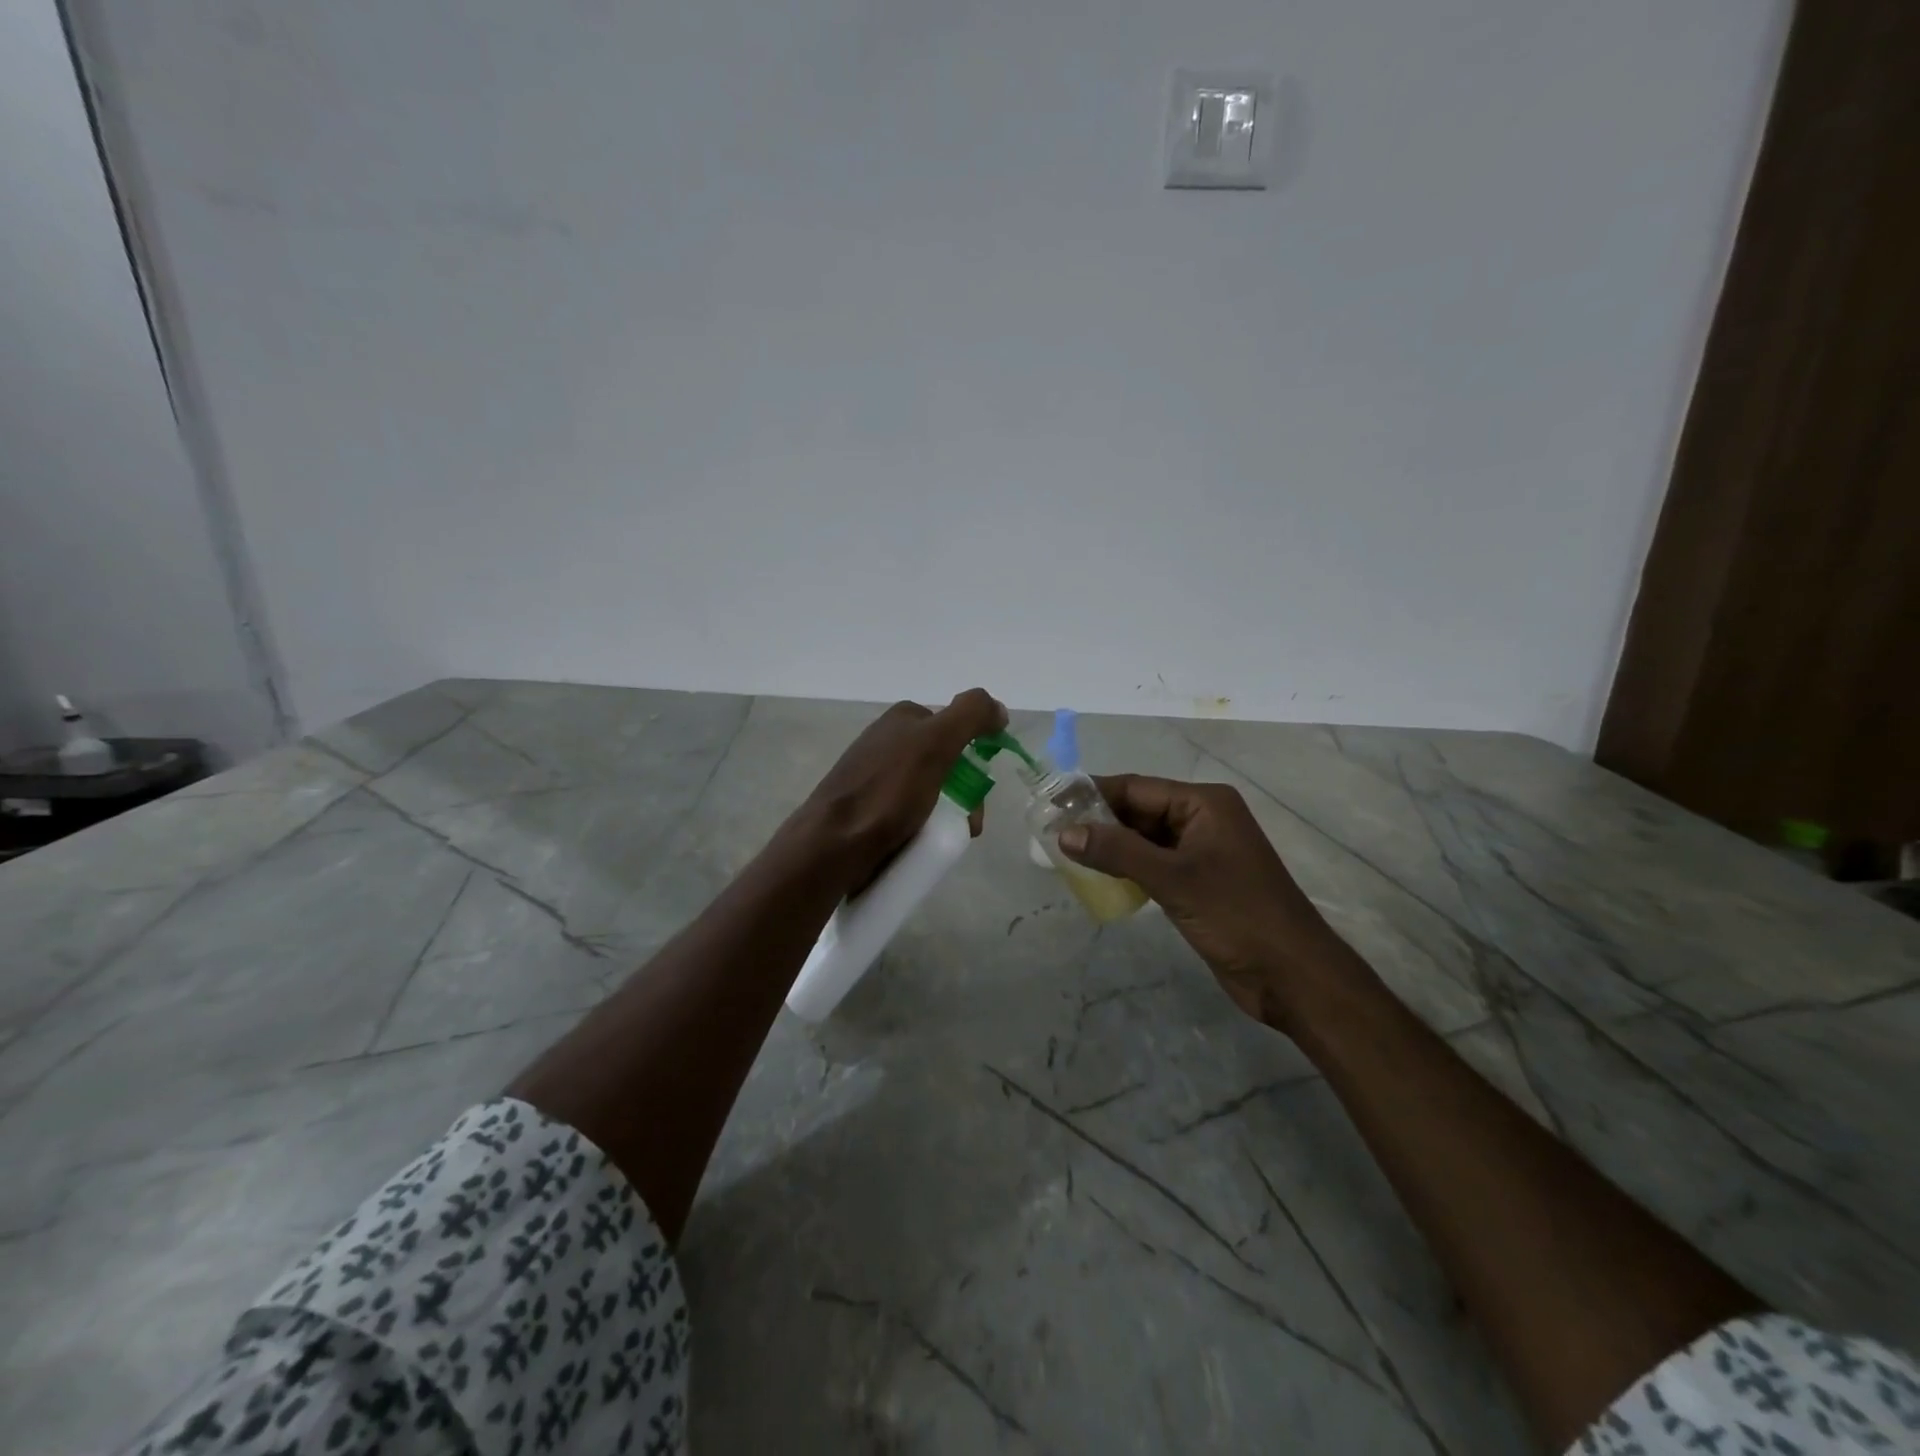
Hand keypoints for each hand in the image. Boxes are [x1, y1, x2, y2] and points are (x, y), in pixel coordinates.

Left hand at [797, 689, 1007, 892]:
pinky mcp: (866, 807)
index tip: (976, 796)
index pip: (956, 732)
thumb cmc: (888, 792)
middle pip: (945, 766)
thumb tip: (998, 709)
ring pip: (929, 793)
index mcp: (903, 719)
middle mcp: (887, 741)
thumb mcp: (935, 743)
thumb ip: (970, 716)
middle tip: (965, 827)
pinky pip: (907, 813)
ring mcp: (874, 775)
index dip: (973, 761)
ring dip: (944, 816)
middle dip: (962, 797)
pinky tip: (917, 844)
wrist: (832, 844)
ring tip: (940, 842)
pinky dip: (920, 828)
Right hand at [1056, 775, 1364, 1028]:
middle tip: (1051, 833)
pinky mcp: (1198, 882)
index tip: (1051, 803)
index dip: (1093, 793)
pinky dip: (1126, 868)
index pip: (1136, 787)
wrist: (1292, 976)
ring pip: (1143, 839)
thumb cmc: (1237, 915)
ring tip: (1065, 854)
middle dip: (1098, 821)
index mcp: (1204, 803)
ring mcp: (1201, 852)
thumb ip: (1117, 852)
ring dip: (1110, 847)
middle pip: (1139, 811)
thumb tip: (1065, 833)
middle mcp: (1202, 819)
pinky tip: (1098, 878)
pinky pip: (1153, 864)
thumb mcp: (1173, 879)